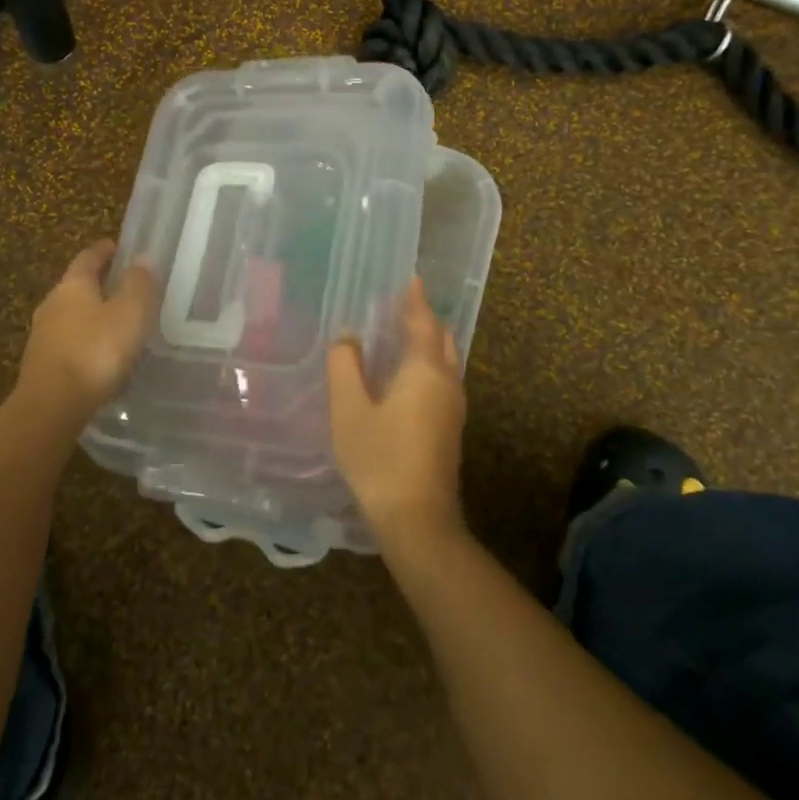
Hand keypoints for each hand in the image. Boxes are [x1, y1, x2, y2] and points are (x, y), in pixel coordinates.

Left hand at [13, 240, 158, 426]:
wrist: (52, 406)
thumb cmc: (96, 350)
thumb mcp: (130, 313)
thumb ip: (138, 284)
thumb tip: (142, 257)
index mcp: (73, 285)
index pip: (88, 257)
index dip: (105, 250)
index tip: (119, 246)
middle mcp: (52, 303)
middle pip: (77, 285)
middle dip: (99, 283)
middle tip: (124, 286)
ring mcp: (43, 335)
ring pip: (71, 315)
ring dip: (92, 315)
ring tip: (117, 323)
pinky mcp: (42, 364)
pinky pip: (69, 343)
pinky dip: (86, 341)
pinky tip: (102, 356)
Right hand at [327, 277, 467, 550]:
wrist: (418, 520)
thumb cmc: (380, 459)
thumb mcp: (350, 410)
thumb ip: (345, 367)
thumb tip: (347, 338)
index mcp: (425, 370)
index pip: (423, 322)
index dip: (415, 300)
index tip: (412, 278)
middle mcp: (446, 383)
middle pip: (442, 339)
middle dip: (425, 319)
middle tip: (402, 305)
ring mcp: (453, 408)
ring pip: (446, 362)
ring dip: (428, 343)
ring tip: (402, 335)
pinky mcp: (450, 430)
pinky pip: (442, 380)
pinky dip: (428, 365)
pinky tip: (407, 377)